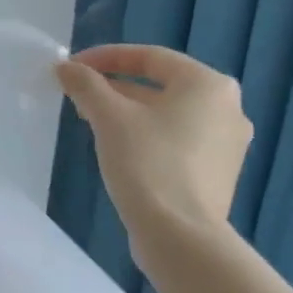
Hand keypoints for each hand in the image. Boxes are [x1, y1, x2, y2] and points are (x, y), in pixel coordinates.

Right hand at [56, 44, 251, 258]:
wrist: (180, 236)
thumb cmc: (147, 163)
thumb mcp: (109, 117)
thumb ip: (86, 85)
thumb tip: (65, 67)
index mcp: (208, 84)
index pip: (150, 56)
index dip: (105, 57)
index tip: (72, 67)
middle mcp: (228, 107)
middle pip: (161, 85)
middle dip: (115, 87)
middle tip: (78, 95)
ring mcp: (228, 143)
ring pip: (168, 114)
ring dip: (129, 112)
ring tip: (91, 121)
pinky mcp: (218, 172)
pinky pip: (177, 140)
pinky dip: (147, 136)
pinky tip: (119, 149)